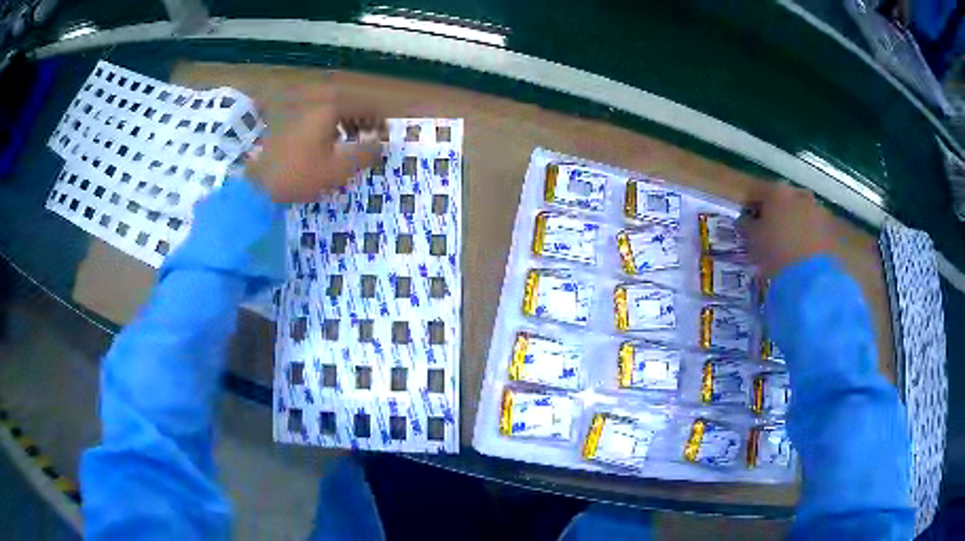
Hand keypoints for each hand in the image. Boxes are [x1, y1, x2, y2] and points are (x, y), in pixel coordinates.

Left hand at [246, 87, 386, 202]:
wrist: (257, 185)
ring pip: (330, 111)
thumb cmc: (299, 175)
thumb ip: (365, 154)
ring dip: (345, 122)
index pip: (364, 106)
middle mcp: (314, 103)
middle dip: (362, 120)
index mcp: (329, 109)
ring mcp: (298, 112)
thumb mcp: (338, 169)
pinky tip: (327, 143)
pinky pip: (316, 118)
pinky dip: (328, 126)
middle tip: (371, 136)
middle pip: (346, 105)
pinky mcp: (287, 123)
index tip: (387, 134)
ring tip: (351, 140)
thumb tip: (381, 144)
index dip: (379, 119)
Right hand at [738, 183, 834, 277]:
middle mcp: (797, 193)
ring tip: (788, 242)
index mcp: (776, 191)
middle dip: (777, 211)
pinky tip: (801, 250)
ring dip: (794, 221)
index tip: (747, 220)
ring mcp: (816, 209)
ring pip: (800, 211)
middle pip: (783, 199)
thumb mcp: (751, 240)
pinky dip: (807, 234)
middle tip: (770, 229)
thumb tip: (744, 219)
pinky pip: (812, 227)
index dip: (751, 206)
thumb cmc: (775, 252)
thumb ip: (746, 225)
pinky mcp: (828, 228)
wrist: (809, 276)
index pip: (758, 192)